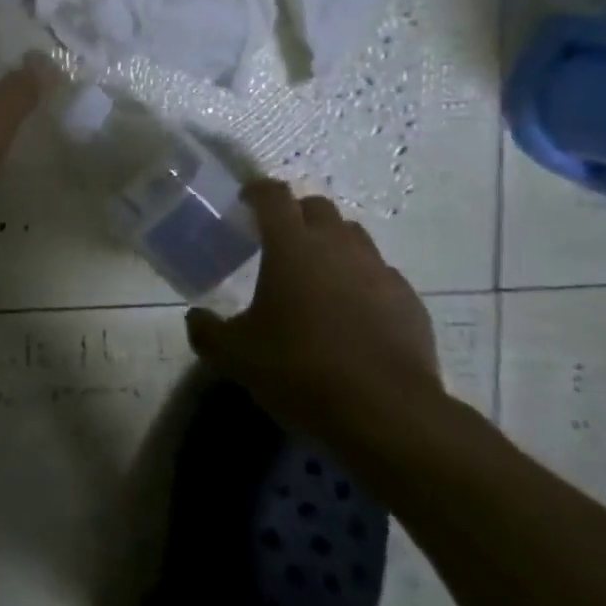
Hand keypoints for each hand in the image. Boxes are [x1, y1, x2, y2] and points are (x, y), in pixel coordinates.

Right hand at [186, 185, 444, 449]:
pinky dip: (365, 282)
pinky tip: (356, 314)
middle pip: (317, 207)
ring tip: (320, 276)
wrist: (386, 414)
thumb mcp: (236, 356)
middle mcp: (336, 244)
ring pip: (354, 237)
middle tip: (281, 242)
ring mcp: (379, 270)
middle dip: (298, 215)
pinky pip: (383, 276)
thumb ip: (208, 331)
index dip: (257, 191)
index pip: (273, 195)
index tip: (246, 201)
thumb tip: (195, 317)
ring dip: (334, 245)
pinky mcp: (409, 301)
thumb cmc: (300, 370)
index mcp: (291, 244)